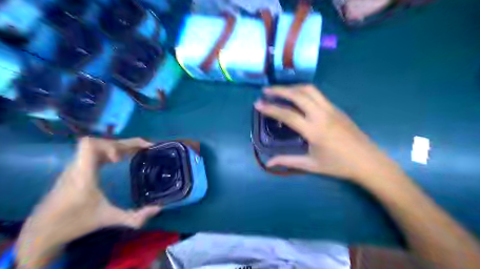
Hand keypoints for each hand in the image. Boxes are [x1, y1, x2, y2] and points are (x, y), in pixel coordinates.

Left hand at [15, 138, 160, 267]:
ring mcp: (75, 167)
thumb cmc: (75, 223)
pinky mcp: (76, 170)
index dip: (110, 145)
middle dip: (124, 143)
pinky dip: (110, 151)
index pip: (89, 145)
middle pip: (99, 142)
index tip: (122, 158)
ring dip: (118, 146)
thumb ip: (134, 217)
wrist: (43, 232)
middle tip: (144, 148)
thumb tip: (158, 209)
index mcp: (83, 174)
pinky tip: (120, 159)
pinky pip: (94, 153)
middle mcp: (78, 166)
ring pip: (96, 146)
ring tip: (136, 152)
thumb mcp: (108, 219)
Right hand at [255, 85, 401, 185]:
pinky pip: (318, 94)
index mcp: (314, 130)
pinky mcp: (337, 108)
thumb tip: (268, 163)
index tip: (258, 104)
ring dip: (293, 87)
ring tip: (280, 90)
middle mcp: (322, 115)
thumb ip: (288, 161)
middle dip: (279, 90)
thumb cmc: (339, 165)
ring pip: (310, 90)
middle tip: (266, 91)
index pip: (287, 114)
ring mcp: (331, 109)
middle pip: (298, 95)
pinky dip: (304, 91)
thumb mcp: (311, 165)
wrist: (368, 162)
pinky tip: (298, 97)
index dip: (270, 108)